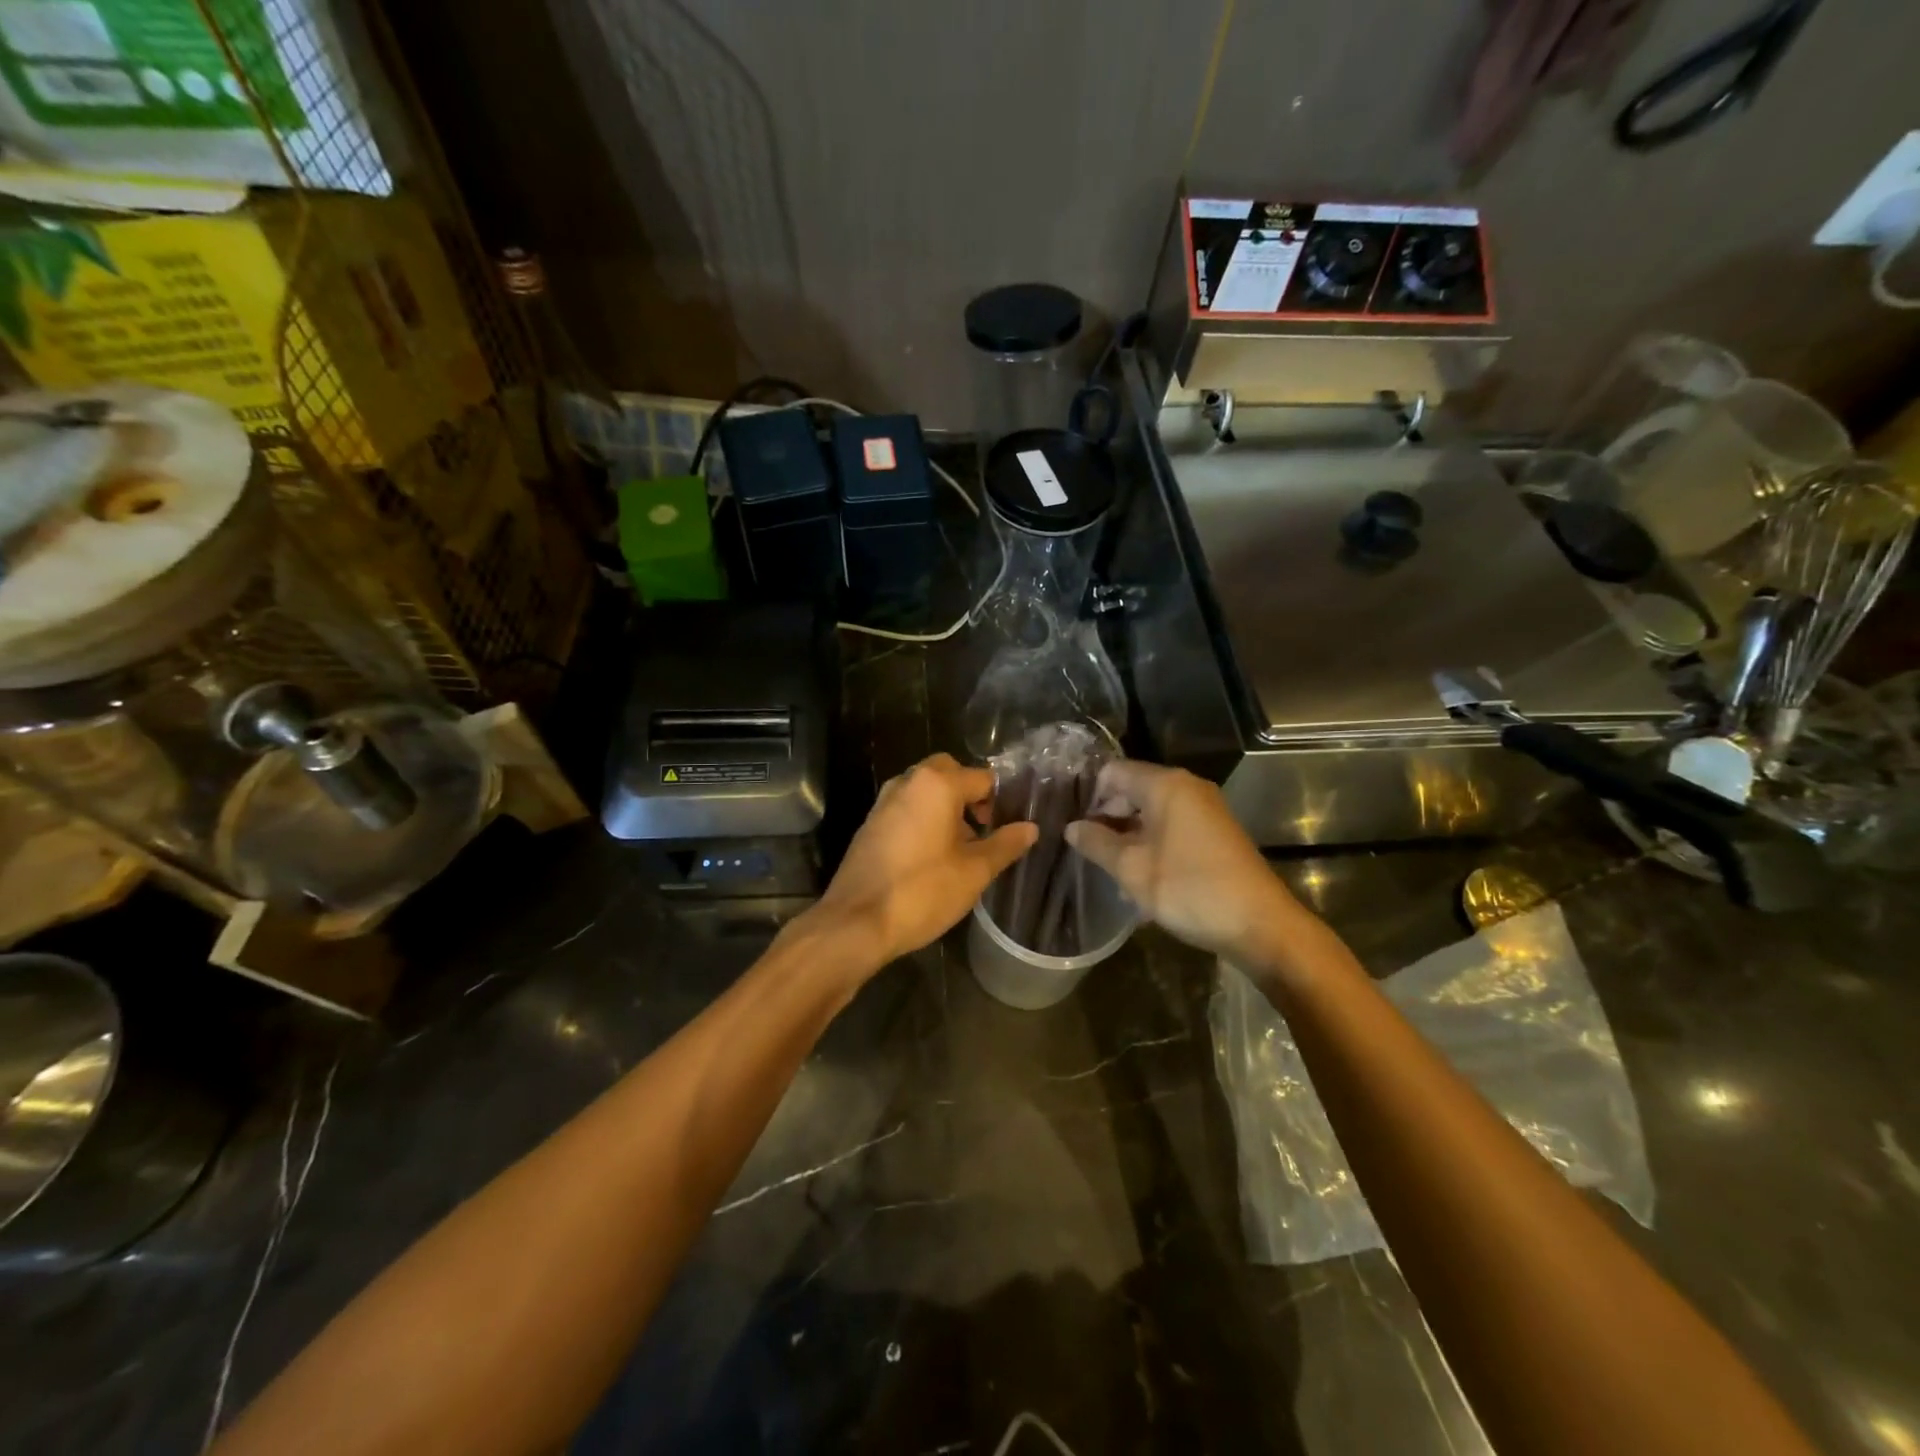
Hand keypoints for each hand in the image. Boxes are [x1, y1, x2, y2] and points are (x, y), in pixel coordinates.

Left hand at [806, 754, 1037, 974]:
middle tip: (984, 828)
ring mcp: (884, 802)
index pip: (982, 778)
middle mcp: (908, 782)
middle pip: (948, 773)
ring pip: (924, 790)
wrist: (856, 922)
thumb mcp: (974, 872)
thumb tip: (1030, 828)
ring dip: (946, 807)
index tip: (1009, 827)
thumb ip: (1004, 845)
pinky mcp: (870, 824)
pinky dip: (923, 819)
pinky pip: (906, 808)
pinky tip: (931, 857)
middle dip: (970, 794)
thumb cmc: (922, 892)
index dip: (1001, 800)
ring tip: (961, 847)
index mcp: (937, 784)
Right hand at [1065, 761, 1302, 967]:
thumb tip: (1071, 827)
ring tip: (1107, 864)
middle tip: (1085, 847)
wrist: (1260, 925)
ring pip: (1152, 810)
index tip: (1072, 824)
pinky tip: (1139, 873)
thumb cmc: (1190, 890)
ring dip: (1128, 833)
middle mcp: (1187, 788)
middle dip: (1107, 815)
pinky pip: (1171, 826)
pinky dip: (1151, 841)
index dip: (1089, 795)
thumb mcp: (1132, 869)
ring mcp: (1205, 810)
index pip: (1113, 772)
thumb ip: (1097, 844)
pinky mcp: (1215, 832)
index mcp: (1166, 785)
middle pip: (1133, 788)